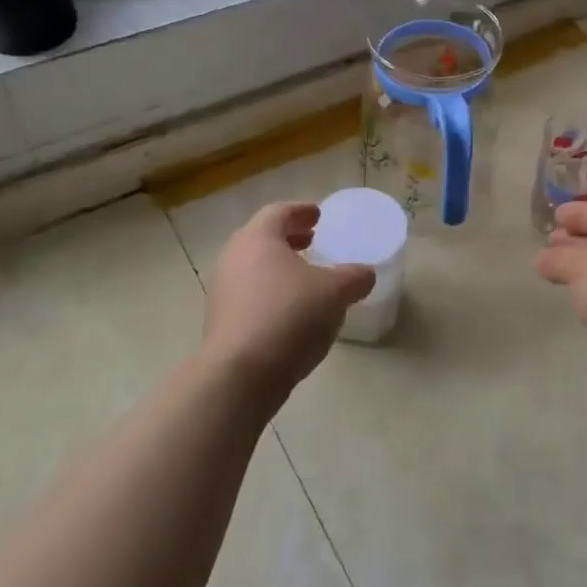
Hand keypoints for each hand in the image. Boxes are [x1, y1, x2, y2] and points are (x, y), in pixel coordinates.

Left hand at [203, 201, 374, 411]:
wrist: (240, 375)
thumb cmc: (289, 316)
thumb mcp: (335, 293)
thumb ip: (354, 278)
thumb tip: (365, 274)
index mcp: (258, 238)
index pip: (279, 212)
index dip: (301, 211)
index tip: (319, 215)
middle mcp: (234, 257)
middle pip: (262, 238)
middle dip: (289, 239)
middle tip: (313, 241)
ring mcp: (222, 291)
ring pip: (254, 268)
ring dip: (279, 268)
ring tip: (306, 278)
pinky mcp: (220, 322)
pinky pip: (248, 295)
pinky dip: (270, 293)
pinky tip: (291, 312)